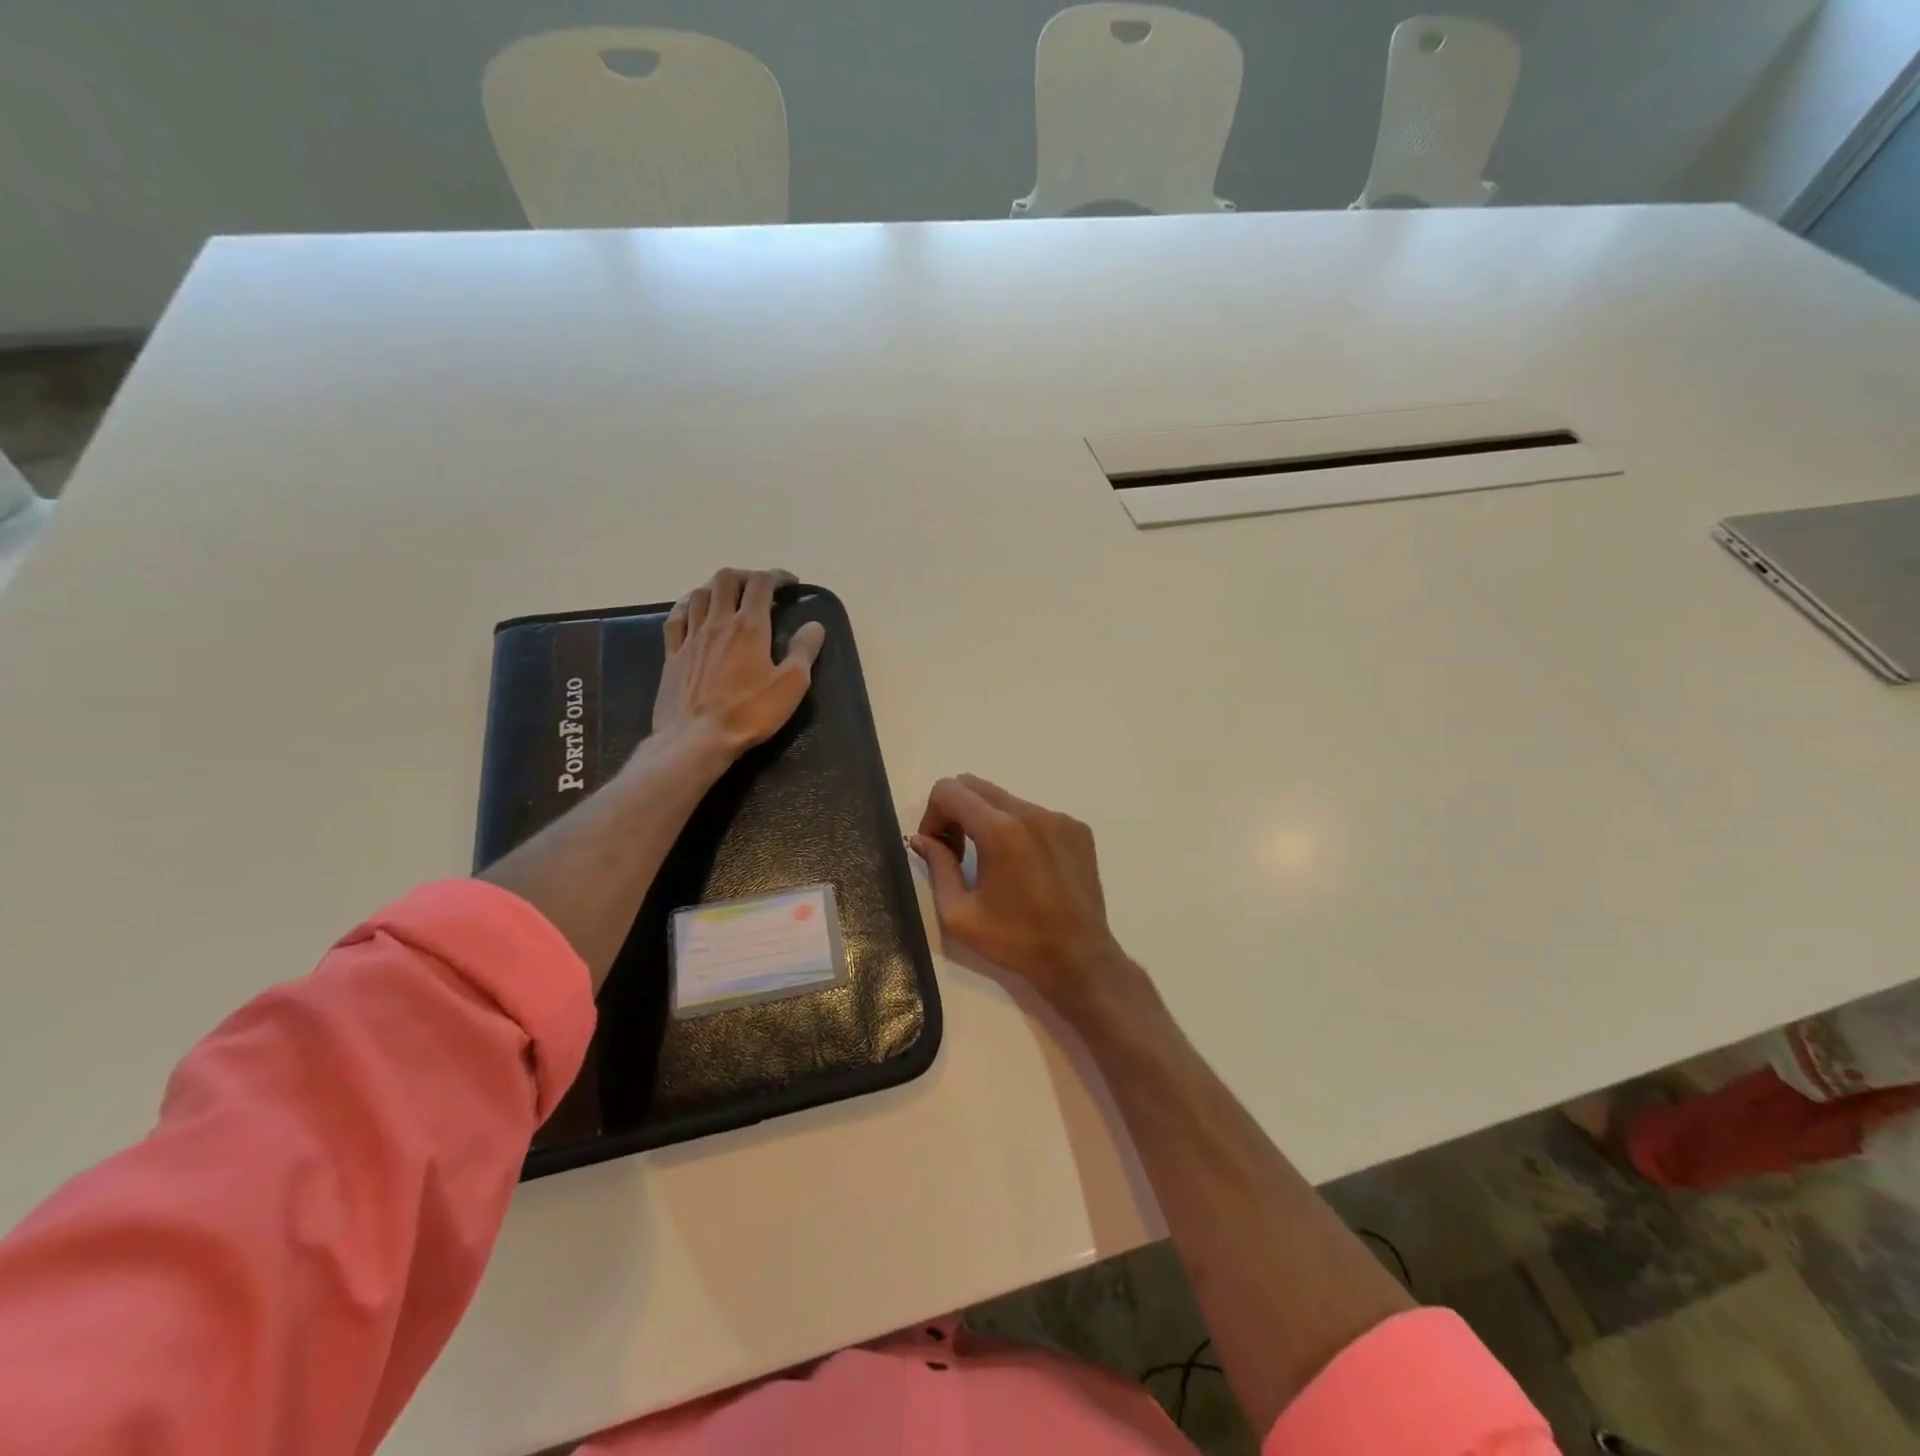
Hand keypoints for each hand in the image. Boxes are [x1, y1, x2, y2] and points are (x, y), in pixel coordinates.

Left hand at [653, 568, 825, 760]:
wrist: (696, 740)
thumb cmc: (749, 713)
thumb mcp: (791, 685)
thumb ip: (804, 650)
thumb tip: (815, 625)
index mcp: (749, 627)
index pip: (762, 583)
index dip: (777, 576)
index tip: (791, 583)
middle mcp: (718, 622)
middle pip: (726, 579)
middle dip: (746, 576)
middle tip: (760, 588)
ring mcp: (690, 637)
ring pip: (700, 594)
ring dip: (717, 587)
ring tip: (729, 596)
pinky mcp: (672, 655)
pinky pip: (675, 618)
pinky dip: (687, 605)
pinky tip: (692, 610)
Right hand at [913, 774, 1143, 1017]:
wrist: (1079, 958)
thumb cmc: (1015, 940)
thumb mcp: (959, 914)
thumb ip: (937, 867)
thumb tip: (921, 838)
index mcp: (1000, 830)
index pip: (949, 790)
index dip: (933, 815)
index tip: (939, 848)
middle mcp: (1031, 812)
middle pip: (976, 786)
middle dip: (956, 812)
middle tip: (959, 853)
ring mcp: (1059, 818)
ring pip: (1006, 799)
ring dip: (988, 821)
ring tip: (994, 862)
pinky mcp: (1078, 828)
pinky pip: (1035, 813)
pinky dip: (1019, 829)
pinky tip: (1026, 866)